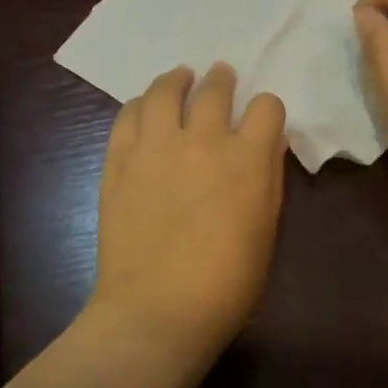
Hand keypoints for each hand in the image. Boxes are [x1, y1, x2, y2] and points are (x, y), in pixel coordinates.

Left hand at [85, 63, 287, 378]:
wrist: (157, 310)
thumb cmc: (226, 284)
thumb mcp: (266, 230)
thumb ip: (268, 179)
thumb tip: (266, 145)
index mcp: (248, 159)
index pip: (266, 107)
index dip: (266, 110)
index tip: (261, 120)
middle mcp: (203, 140)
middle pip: (215, 89)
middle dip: (222, 80)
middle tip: (220, 77)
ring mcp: (155, 146)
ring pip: (166, 90)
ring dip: (177, 80)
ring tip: (180, 78)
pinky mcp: (119, 159)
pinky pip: (128, 115)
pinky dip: (140, 105)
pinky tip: (145, 107)